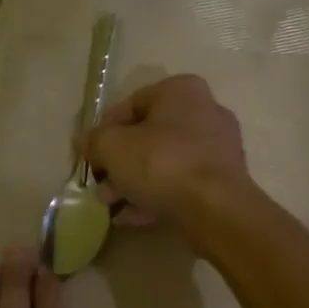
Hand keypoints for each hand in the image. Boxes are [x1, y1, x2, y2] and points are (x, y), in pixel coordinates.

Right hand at [83, 74, 249, 227]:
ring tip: (111, 205)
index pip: (131, 104)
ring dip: (133, 183)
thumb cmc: (161, 164)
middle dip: (119, 163)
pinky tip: (132, 217)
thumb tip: (85, 142)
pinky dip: (156, 196)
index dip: (104, 130)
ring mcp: (218, 148)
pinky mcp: (223, 180)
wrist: (215, 209)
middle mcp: (204, 111)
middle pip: (148, 136)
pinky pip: (181, 183)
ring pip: (163, 162)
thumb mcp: (112, 147)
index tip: (90, 155)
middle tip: (100, 185)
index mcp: (181, 91)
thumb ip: (94, 141)